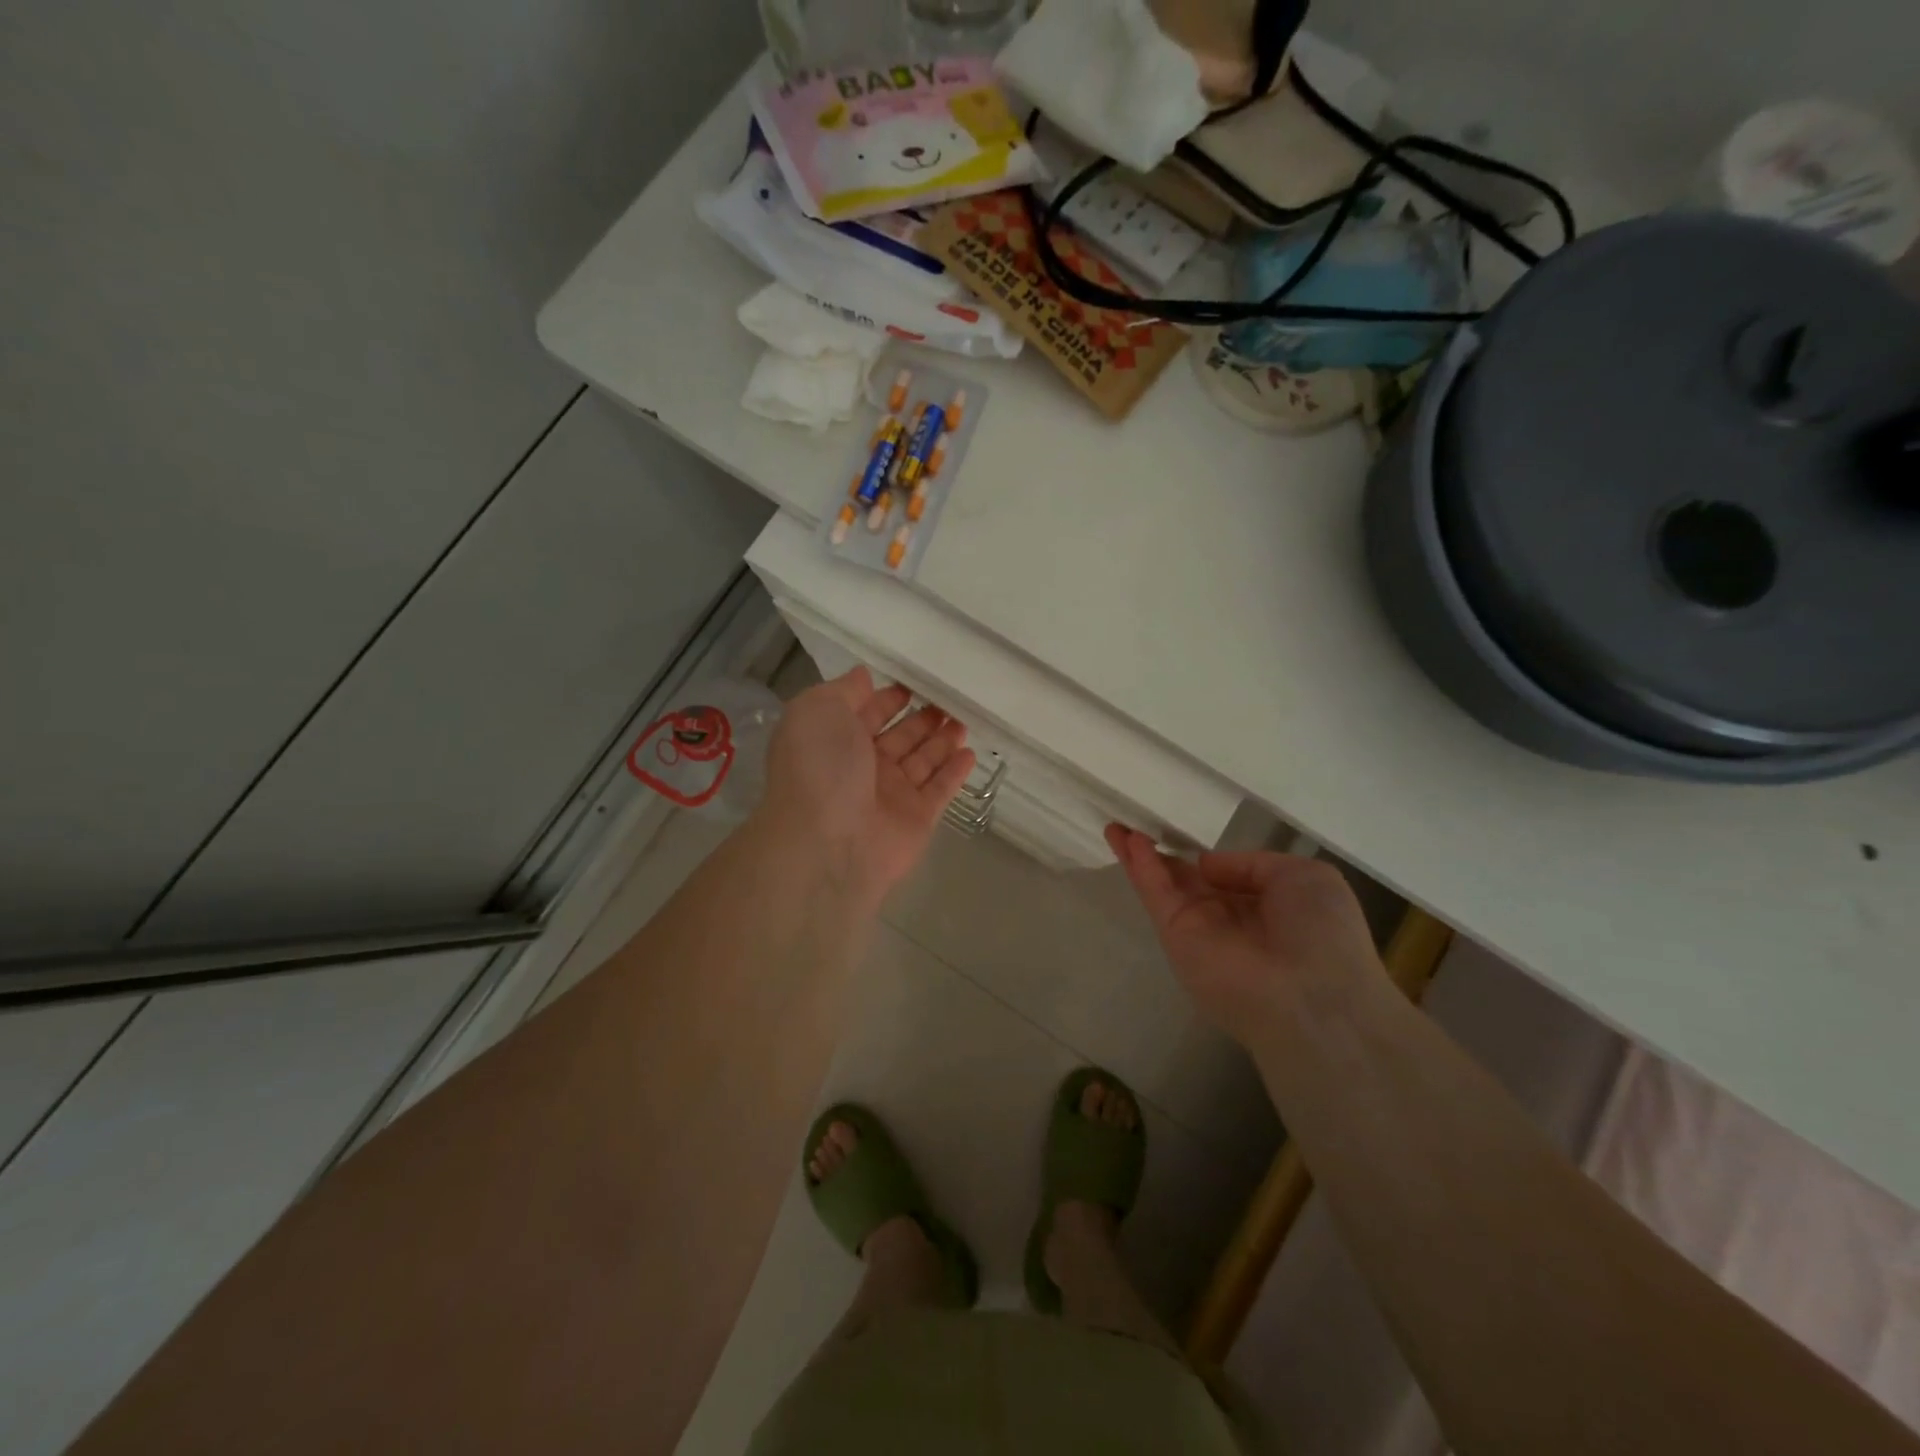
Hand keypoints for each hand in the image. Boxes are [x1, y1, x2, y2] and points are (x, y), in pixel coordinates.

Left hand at [760, 669, 975, 906]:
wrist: (828, 843)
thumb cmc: (820, 768)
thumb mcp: (817, 711)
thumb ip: (843, 691)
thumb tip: (863, 676)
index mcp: (835, 741)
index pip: (866, 714)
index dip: (887, 699)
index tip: (913, 684)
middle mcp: (863, 767)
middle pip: (899, 737)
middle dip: (922, 719)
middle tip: (949, 700)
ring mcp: (892, 794)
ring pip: (923, 761)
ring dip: (942, 740)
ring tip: (964, 720)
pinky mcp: (918, 818)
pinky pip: (941, 789)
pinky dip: (955, 772)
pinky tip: (970, 752)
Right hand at [1106, 825, 1382, 1039]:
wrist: (1311, 996)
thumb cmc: (1322, 933)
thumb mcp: (1304, 877)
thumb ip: (1251, 864)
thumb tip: (1206, 865)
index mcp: (1266, 907)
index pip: (1228, 878)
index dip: (1205, 857)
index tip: (1184, 831)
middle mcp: (1229, 919)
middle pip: (1187, 879)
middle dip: (1163, 853)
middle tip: (1137, 823)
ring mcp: (1199, 929)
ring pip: (1164, 885)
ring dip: (1140, 855)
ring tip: (1117, 825)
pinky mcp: (1175, 937)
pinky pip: (1156, 894)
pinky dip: (1140, 866)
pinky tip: (1127, 839)